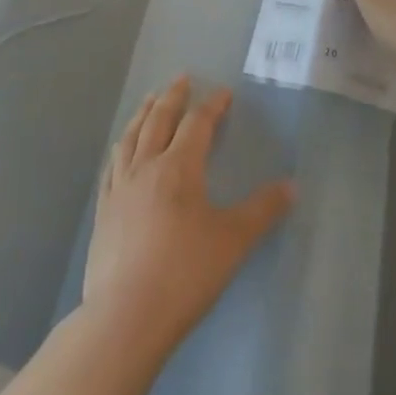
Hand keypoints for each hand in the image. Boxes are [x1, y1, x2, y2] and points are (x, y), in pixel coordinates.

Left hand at [83, 77, 293, 350]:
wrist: (126, 314)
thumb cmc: (186, 274)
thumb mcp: (233, 241)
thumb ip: (262, 210)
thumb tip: (292, 186)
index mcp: (178, 168)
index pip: (197, 125)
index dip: (212, 106)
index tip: (223, 93)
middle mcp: (146, 167)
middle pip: (159, 121)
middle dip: (172, 97)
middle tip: (181, 79)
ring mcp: (119, 187)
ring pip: (130, 137)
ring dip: (143, 114)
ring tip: (150, 101)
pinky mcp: (103, 210)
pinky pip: (112, 165)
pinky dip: (121, 146)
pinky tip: (121, 150)